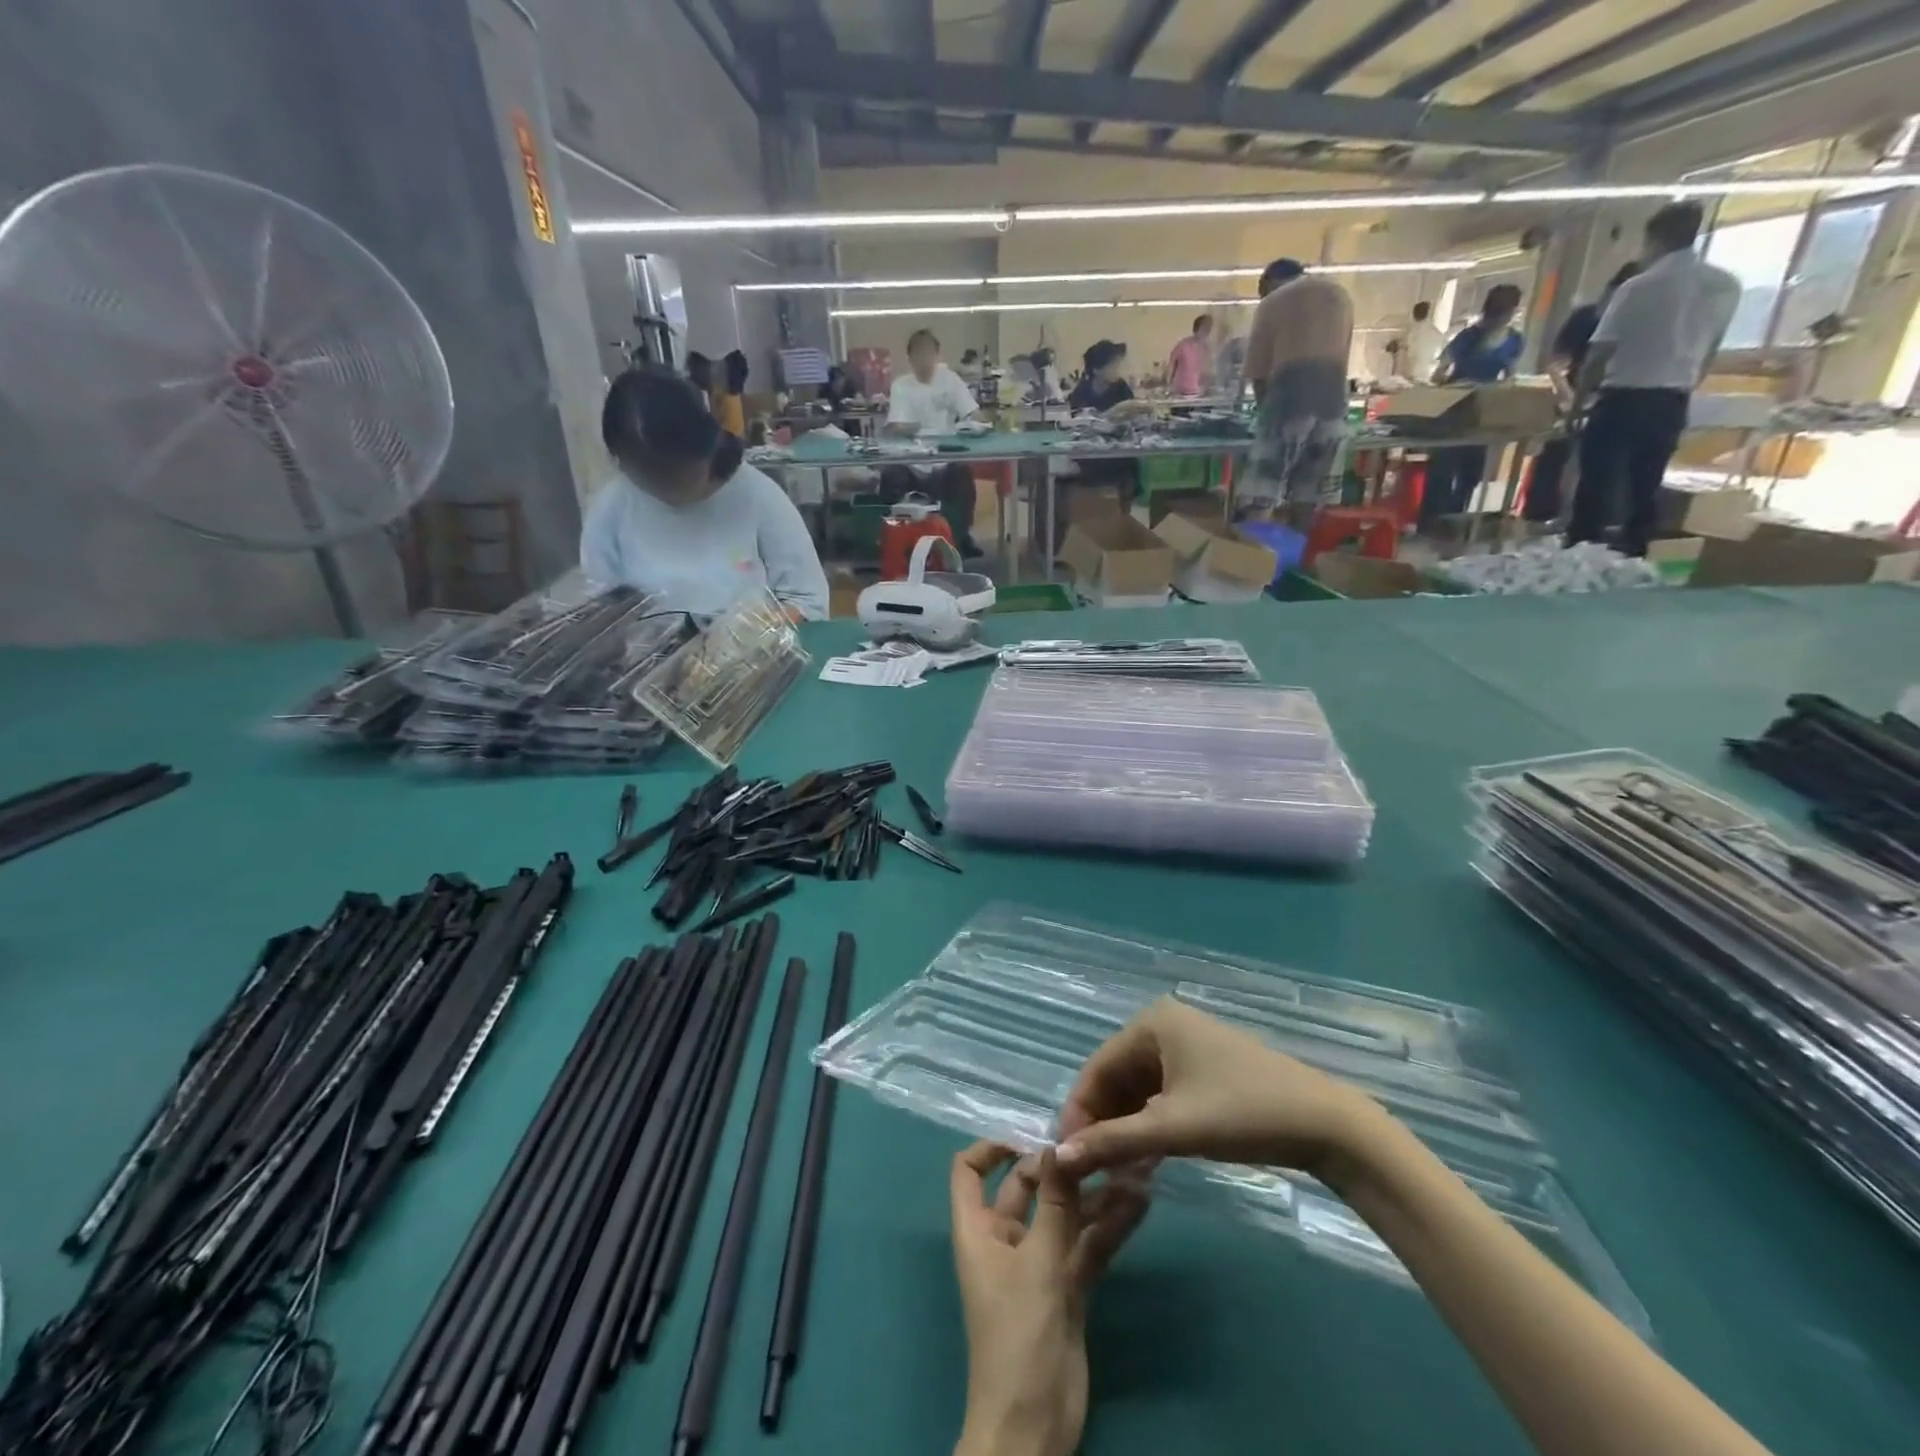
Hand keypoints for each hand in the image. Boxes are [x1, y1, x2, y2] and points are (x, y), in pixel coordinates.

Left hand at [950, 1143, 1148, 1455]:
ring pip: (1065, 1216)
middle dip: (1061, 1167)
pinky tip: (1138, 1205)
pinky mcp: (1068, 1288)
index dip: (991, 1147)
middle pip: (1028, 1187)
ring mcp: (1038, 1264)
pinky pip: (1087, 1245)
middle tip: (1100, 1144)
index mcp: (979, 1229)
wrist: (1033, 1427)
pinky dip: (1109, 1227)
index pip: (969, 1172)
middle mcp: (1005, 1239)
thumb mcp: (1037, 1262)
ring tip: (1132, 1167)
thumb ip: (1055, 1204)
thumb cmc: (1018, 1334)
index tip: (1031, 1135)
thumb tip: (1059, 1145)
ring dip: (1094, 1196)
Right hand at [1055, 998, 1382, 1183]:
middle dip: (1103, 1122)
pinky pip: (1163, 1094)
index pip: (1097, 1067)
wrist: (1325, 1125)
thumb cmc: (1242, 1113)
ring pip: (1139, 1089)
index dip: (1079, 1112)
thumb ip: (1112, 1141)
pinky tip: (1145, 1160)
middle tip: (1092, 1170)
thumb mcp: (1172, 1129)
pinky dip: (1151, 1125)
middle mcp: (1164, 1025)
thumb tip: (1058, 1156)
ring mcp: (1187, 1046)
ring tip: (1116, 1171)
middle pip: (1117, 1077)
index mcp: (1151, 1022)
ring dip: (1126, 1128)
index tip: (1065, 1156)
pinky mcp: (1206, 1069)